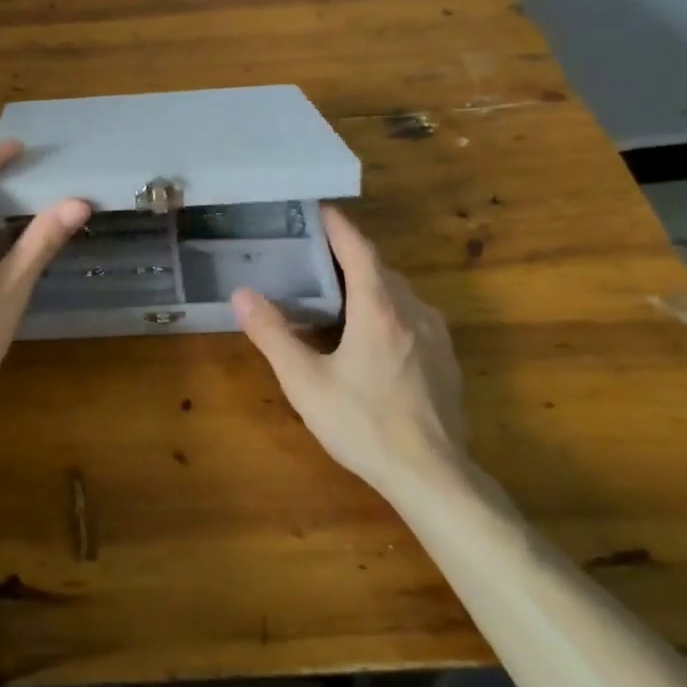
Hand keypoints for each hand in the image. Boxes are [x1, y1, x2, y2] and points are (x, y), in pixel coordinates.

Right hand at [232, 206, 464, 494]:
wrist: (434, 477)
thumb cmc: (364, 424)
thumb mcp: (305, 382)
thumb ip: (272, 334)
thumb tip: (241, 294)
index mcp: (378, 309)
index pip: (359, 249)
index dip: (338, 226)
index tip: (319, 210)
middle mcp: (412, 312)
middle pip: (380, 269)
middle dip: (350, 255)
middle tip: (315, 255)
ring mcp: (436, 337)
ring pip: (399, 294)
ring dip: (370, 284)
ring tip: (338, 292)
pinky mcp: (446, 362)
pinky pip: (413, 317)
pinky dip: (387, 309)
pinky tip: (370, 335)